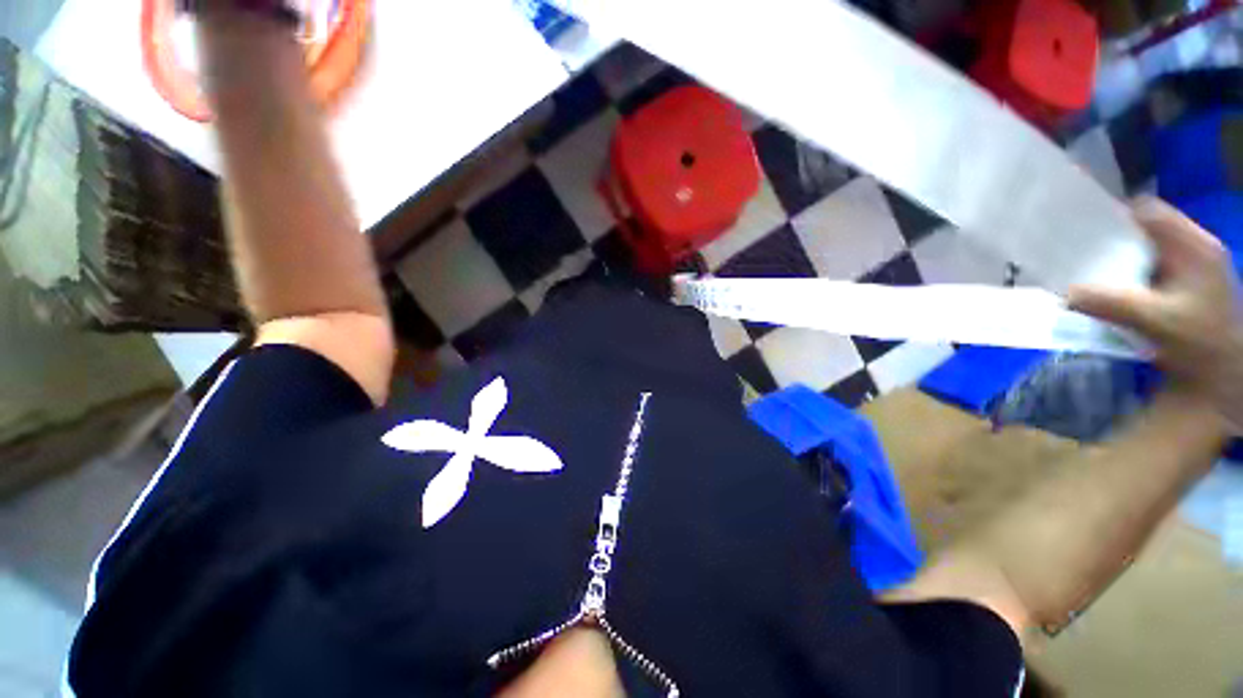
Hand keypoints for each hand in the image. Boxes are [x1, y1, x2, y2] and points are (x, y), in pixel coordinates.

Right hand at [1069, 198, 1242, 430]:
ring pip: (1147, 246)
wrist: (1221, 375)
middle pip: (1146, 226)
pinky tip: (1112, 285)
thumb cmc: (1197, 343)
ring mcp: (1191, 265)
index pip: (1149, 211)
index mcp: (1195, 247)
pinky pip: (1150, 265)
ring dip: (1119, 256)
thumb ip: (1110, 304)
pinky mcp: (1185, 282)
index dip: (1116, 214)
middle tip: (1078, 250)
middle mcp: (1195, 247)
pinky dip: (1128, 271)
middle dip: (1113, 236)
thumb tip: (1064, 293)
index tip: (1082, 228)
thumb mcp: (1154, 322)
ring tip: (1089, 268)